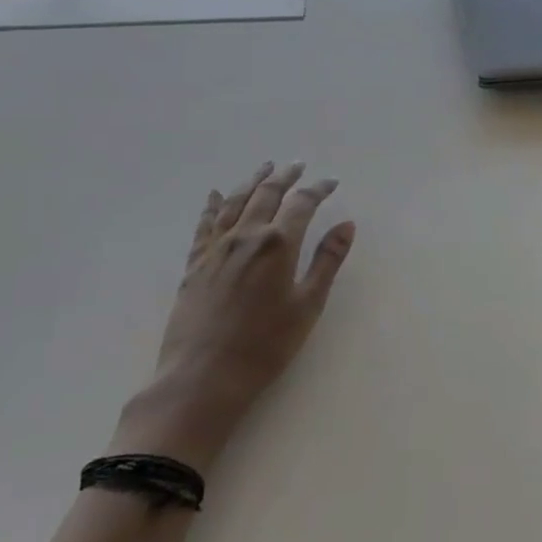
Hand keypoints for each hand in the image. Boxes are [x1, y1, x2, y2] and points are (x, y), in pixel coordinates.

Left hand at [113, 161, 354, 470]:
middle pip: (266, 194)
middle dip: (285, 176)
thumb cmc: (264, 345)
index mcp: (278, 243)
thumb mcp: (308, 305)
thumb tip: (347, 225)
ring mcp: (216, 248)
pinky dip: (213, 205)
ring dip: (252, 181)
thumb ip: (327, 261)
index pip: (302, 204)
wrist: (202, 377)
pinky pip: (204, 224)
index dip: (318, 189)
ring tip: (264, 167)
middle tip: (297, 164)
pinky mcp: (194, 264)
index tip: (331, 182)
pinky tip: (216, 195)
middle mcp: (246, 235)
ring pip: (235, 202)